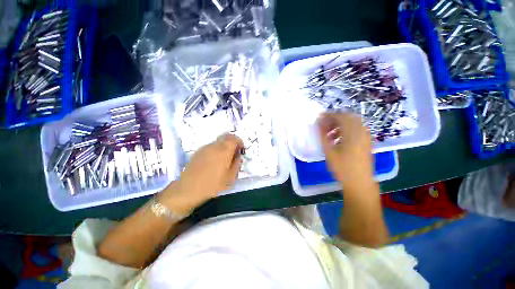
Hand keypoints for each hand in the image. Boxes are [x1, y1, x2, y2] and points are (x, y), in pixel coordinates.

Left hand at [159, 134, 243, 212]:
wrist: (188, 190)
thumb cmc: (212, 185)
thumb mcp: (230, 177)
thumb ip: (237, 164)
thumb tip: (238, 157)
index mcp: (224, 151)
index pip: (234, 139)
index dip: (240, 142)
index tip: (241, 150)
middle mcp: (214, 146)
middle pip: (226, 136)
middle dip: (233, 142)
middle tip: (234, 152)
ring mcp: (205, 148)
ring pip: (218, 141)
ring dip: (224, 145)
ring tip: (224, 157)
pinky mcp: (198, 152)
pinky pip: (211, 146)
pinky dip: (216, 149)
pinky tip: (214, 160)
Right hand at [317, 112, 374, 189]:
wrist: (359, 182)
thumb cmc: (342, 168)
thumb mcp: (329, 151)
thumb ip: (323, 135)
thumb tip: (318, 123)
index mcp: (353, 133)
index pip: (341, 116)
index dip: (329, 115)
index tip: (319, 117)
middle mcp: (362, 131)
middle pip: (348, 118)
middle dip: (335, 119)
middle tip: (324, 125)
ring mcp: (366, 137)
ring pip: (353, 123)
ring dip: (340, 125)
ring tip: (329, 134)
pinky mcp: (367, 142)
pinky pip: (356, 130)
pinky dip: (346, 130)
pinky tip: (338, 139)